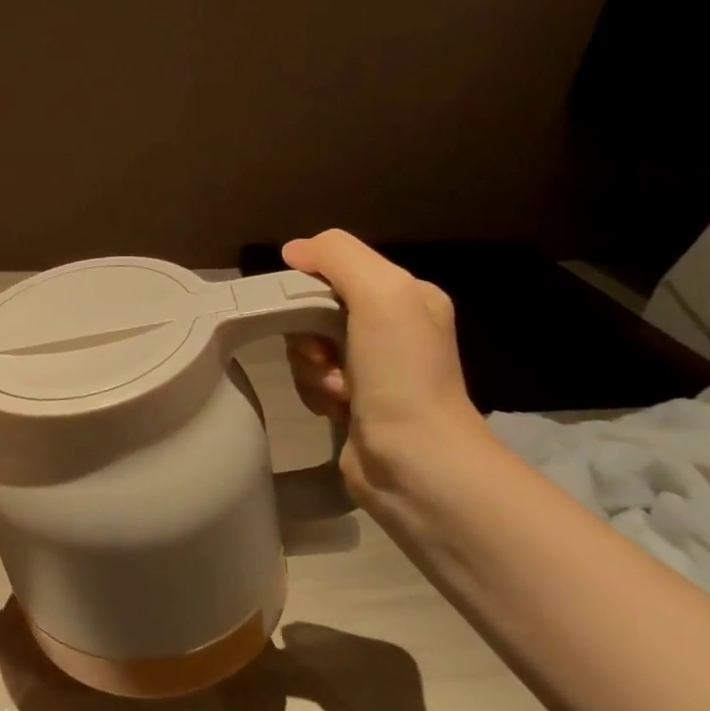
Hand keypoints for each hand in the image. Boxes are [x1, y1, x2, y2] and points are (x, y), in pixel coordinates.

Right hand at [281, 230, 491, 502]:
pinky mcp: (353, 403)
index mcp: (408, 297)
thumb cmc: (401, 372)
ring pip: (307, 347)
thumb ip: (338, 256)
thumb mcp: (381, 293)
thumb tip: (293, 250)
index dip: (311, 286)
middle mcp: (393, 329)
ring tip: (336, 390)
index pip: (338, 270)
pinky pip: (310, 381)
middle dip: (307, 333)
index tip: (304, 310)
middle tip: (322, 355)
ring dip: (310, 367)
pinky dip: (313, 391)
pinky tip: (335, 407)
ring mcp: (373, 370)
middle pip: (316, 310)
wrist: (415, 460)